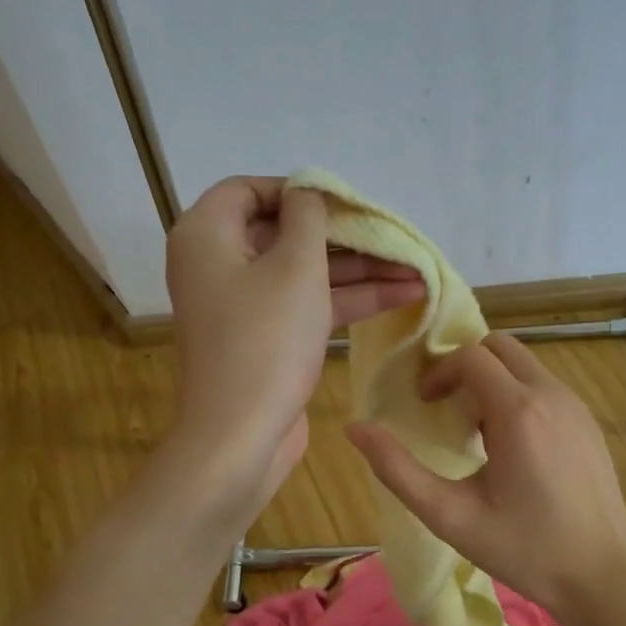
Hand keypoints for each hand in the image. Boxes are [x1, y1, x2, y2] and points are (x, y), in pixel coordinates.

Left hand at [166, 176, 423, 513]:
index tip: (345, 201)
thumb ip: (308, 218)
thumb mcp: (295, 267)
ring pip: (304, 272)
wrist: (240, 436)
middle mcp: (218, 264)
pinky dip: (348, 300)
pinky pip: (307, 304)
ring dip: (359, 270)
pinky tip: (401, 296)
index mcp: (207, 235)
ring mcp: (243, 305)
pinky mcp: (265, 338)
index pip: (250, 189)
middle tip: (394, 236)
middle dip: (345, 236)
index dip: (299, 190)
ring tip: (417, 269)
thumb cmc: (265, 340)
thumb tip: (308, 192)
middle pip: (285, 233)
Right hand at [345, 333, 625, 617]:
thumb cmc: (524, 549)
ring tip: (479, 436)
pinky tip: (515, 450)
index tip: (424, 406)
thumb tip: (355, 428)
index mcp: (518, 410)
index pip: (470, 355)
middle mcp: (552, 394)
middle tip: (447, 410)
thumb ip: (397, 470)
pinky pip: (545, 388)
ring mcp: (576, 406)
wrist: (601, 575)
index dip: (439, 373)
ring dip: (493, 382)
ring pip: (525, 365)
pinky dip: (520, 397)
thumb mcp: (450, 515)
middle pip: (500, 347)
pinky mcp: (589, 422)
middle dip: (466, 367)